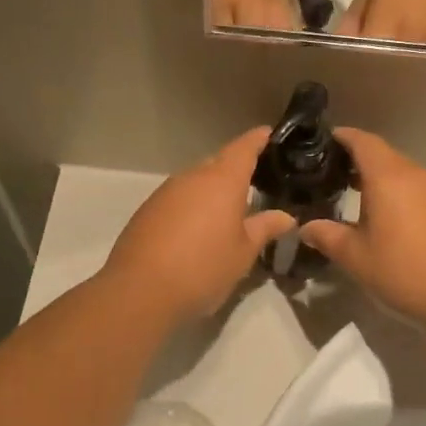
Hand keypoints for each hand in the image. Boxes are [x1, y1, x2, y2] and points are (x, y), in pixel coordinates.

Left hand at [103, 127, 294, 322]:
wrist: (140, 292)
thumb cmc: (203, 268)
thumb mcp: (243, 253)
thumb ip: (265, 228)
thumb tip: (285, 216)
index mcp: (221, 180)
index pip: (243, 148)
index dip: (258, 139)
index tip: (269, 134)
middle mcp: (192, 177)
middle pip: (218, 162)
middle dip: (236, 169)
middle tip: (256, 183)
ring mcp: (165, 192)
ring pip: (196, 181)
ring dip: (212, 190)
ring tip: (228, 211)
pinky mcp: (147, 211)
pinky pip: (178, 199)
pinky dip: (192, 206)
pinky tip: (197, 230)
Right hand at [298, 128, 425, 328]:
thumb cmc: (402, 272)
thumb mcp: (355, 258)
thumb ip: (326, 236)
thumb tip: (306, 227)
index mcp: (388, 178)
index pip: (363, 142)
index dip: (344, 137)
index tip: (327, 141)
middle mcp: (417, 176)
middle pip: (385, 156)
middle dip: (361, 160)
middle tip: (338, 176)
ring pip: (406, 174)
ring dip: (385, 180)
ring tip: (365, 201)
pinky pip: (424, 191)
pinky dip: (406, 196)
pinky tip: (399, 223)